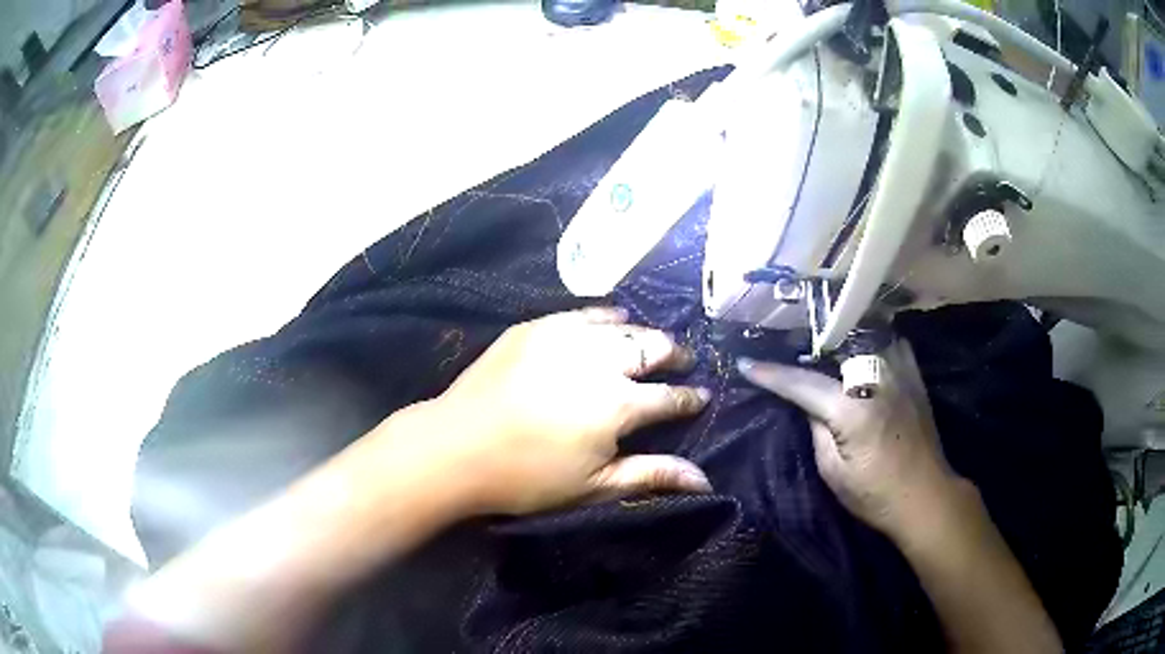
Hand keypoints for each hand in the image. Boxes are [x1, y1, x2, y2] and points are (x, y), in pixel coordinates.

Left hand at [398, 308, 712, 515]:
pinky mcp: (537, 327)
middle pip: (651, 348)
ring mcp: (567, 337)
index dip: (691, 397)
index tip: (704, 394)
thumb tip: (705, 480)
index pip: (670, 397)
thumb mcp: (595, 487)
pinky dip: (606, 316)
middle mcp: (601, 362)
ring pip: (622, 326)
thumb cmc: (528, 477)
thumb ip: (652, 476)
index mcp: (619, 405)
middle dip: (674, 354)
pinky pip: (584, 313)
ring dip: (643, 334)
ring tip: (651, 342)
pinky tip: (614, 318)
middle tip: (683, 360)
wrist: (457, 447)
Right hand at [738, 340, 961, 538]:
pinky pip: (892, 344)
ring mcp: (900, 374)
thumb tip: (807, 403)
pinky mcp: (915, 377)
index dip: (772, 375)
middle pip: (834, 349)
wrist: (925, 496)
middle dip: (806, 348)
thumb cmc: (876, 495)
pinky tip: (864, 347)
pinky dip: (875, 341)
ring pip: (865, 338)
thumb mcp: (834, 473)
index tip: (746, 364)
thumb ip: (817, 431)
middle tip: (785, 348)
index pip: (803, 384)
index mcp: (853, 411)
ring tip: (822, 341)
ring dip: (841, 338)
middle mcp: (877, 381)